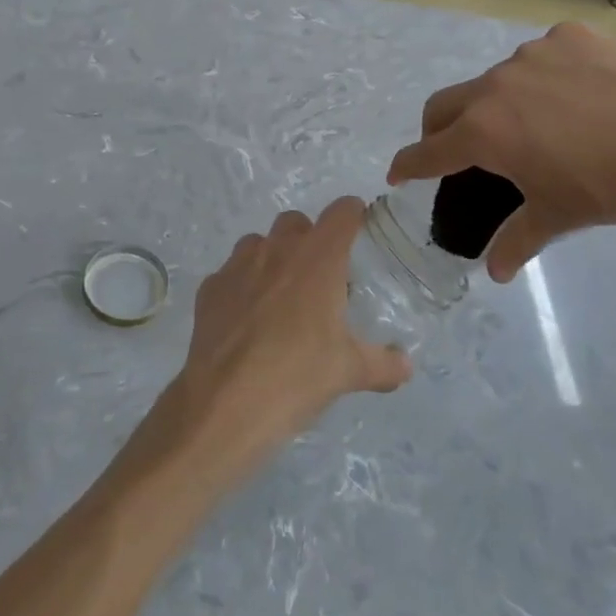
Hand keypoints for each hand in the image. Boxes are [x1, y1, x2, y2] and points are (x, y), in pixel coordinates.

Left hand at [162, 199, 410, 485]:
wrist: (225, 402)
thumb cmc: (297, 376)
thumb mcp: (349, 372)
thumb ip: (383, 364)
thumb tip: (406, 366)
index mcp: (318, 259)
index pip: (341, 213)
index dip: (353, 214)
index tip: (359, 227)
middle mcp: (276, 250)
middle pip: (296, 222)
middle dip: (310, 238)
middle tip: (320, 276)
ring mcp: (237, 266)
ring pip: (258, 243)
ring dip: (273, 258)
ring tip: (281, 297)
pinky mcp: (209, 289)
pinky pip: (230, 274)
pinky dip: (242, 286)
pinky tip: (247, 319)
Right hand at [387, 24, 615, 281]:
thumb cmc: (611, 184)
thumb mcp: (558, 216)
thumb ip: (518, 241)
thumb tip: (495, 274)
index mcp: (483, 132)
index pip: (426, 152)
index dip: (406, 166)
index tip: (397, 174)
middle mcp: (494, 86)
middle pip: (444, 105)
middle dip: (438, 130)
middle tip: (456, 152)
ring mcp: (531, 55)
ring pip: (495, 80)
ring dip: (497, 103)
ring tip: (535, 125)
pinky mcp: (567, 36)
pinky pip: (540, 57)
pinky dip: (542, 78)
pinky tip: (576, 96)